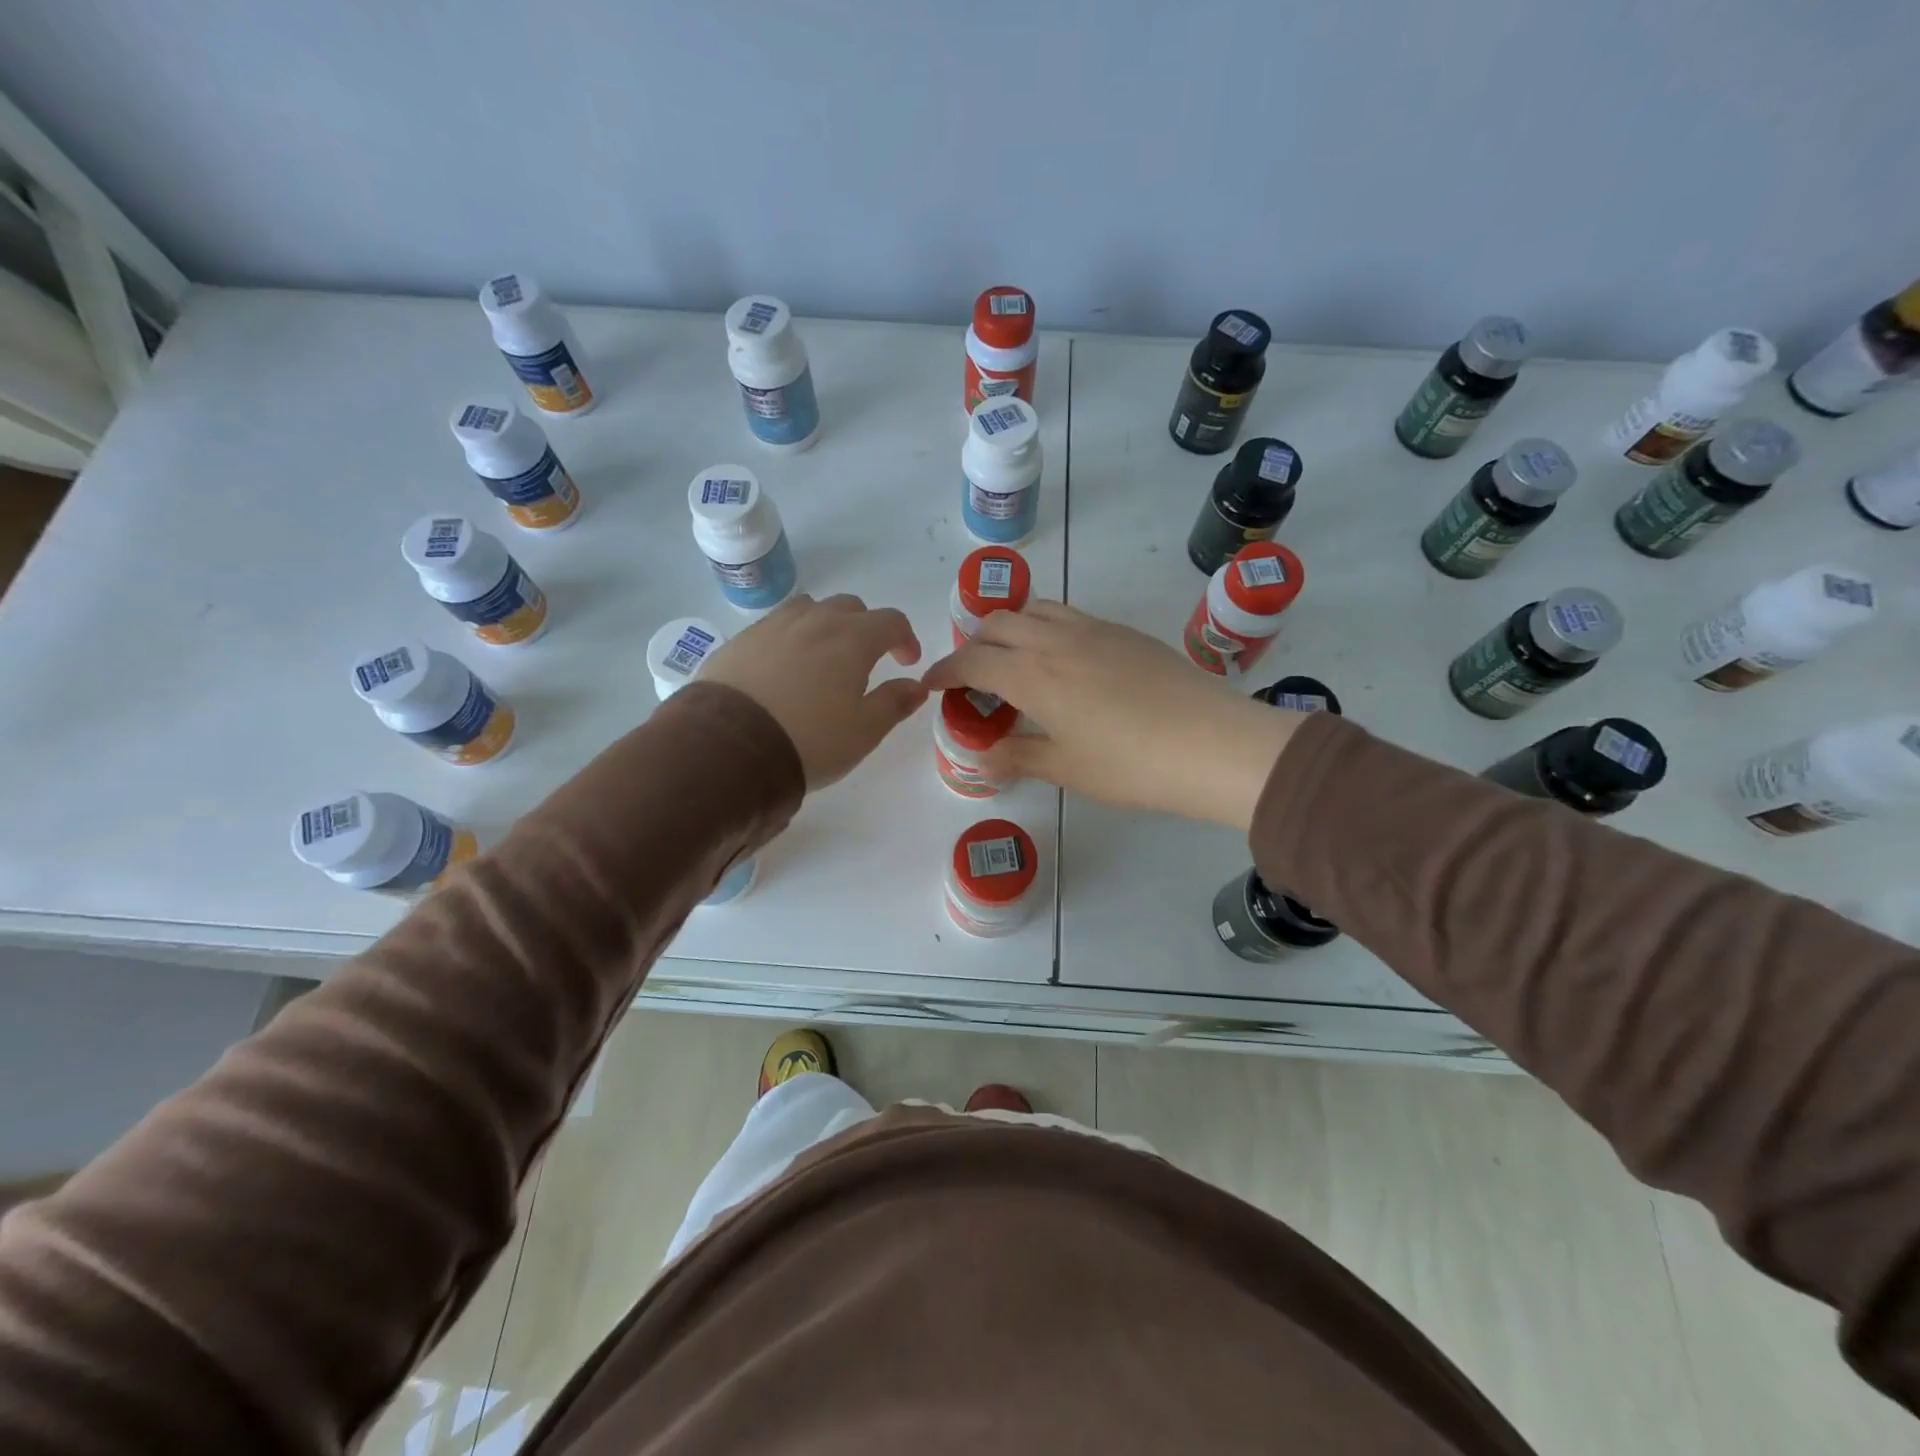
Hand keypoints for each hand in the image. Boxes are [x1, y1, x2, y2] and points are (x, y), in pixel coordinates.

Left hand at [702, 594, 927, 788]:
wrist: (730, 746)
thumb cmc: (811, 739)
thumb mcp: (864, 731)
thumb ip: (894, 703)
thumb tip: (916, 685)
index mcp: (853, 638)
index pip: (891, 621)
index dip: (905, 639)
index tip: (906, 662)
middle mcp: (815, 620)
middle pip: (850, 607)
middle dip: (866, 628)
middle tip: (866, 659)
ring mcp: (774, 625)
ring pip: (810, 609)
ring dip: (826, 625)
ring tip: (823, 657)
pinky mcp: (741, 640)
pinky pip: (776, 626)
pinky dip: (791, 638)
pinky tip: (784, 668)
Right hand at [922, 602, 1302, 829]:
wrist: (1213, 743)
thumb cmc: (1132, 764)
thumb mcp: (1067, 769)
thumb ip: (1019, 757)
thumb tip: (983, 758)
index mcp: (1033, 675)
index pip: (972, 661)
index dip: (945, 671)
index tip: (931, 685)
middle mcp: (1056, 640)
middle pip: (998, 623)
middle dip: (973, 644)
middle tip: (972, 676)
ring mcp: (1093, 630)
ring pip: (1034, 609)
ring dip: (1010, 627)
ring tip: (1013, 658)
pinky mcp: (1123, 632)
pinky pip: (1068, 615)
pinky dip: (1045, 627)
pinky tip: (1061, 659)